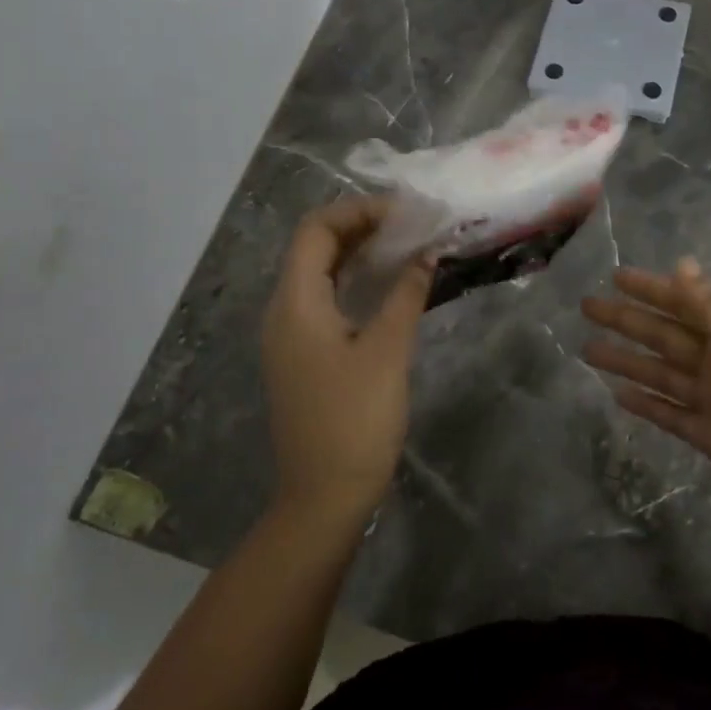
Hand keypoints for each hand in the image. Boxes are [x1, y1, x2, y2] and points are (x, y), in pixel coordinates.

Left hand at [262, 197, 434, 522]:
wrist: (324, 498)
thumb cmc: (355, 421)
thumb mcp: (388, 352)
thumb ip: (406, 295)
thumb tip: (427, 253)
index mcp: (295, 302)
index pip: (316, 229)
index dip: (359, 211)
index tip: (406, 214)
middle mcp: (283, 311)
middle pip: (315, 248)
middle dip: (362, 228)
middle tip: (412, 227)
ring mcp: (289, 336)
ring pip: (320, 275)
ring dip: (359, 256)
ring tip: (406, 248)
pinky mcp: (302, 357)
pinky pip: (324, 302)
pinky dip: (354, 284)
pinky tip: (388, 289)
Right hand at [582, 259, 710, 562]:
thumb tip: (682, 262)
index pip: (687, 304)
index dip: (652, 289)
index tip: (615, 276)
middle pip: (668, 337)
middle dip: (628, 321)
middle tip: (587, 308)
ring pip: (663, 375)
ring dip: (628, 361)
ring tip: (587, 351)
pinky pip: (672, 415)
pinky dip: (647, 404)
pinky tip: (618, 394)